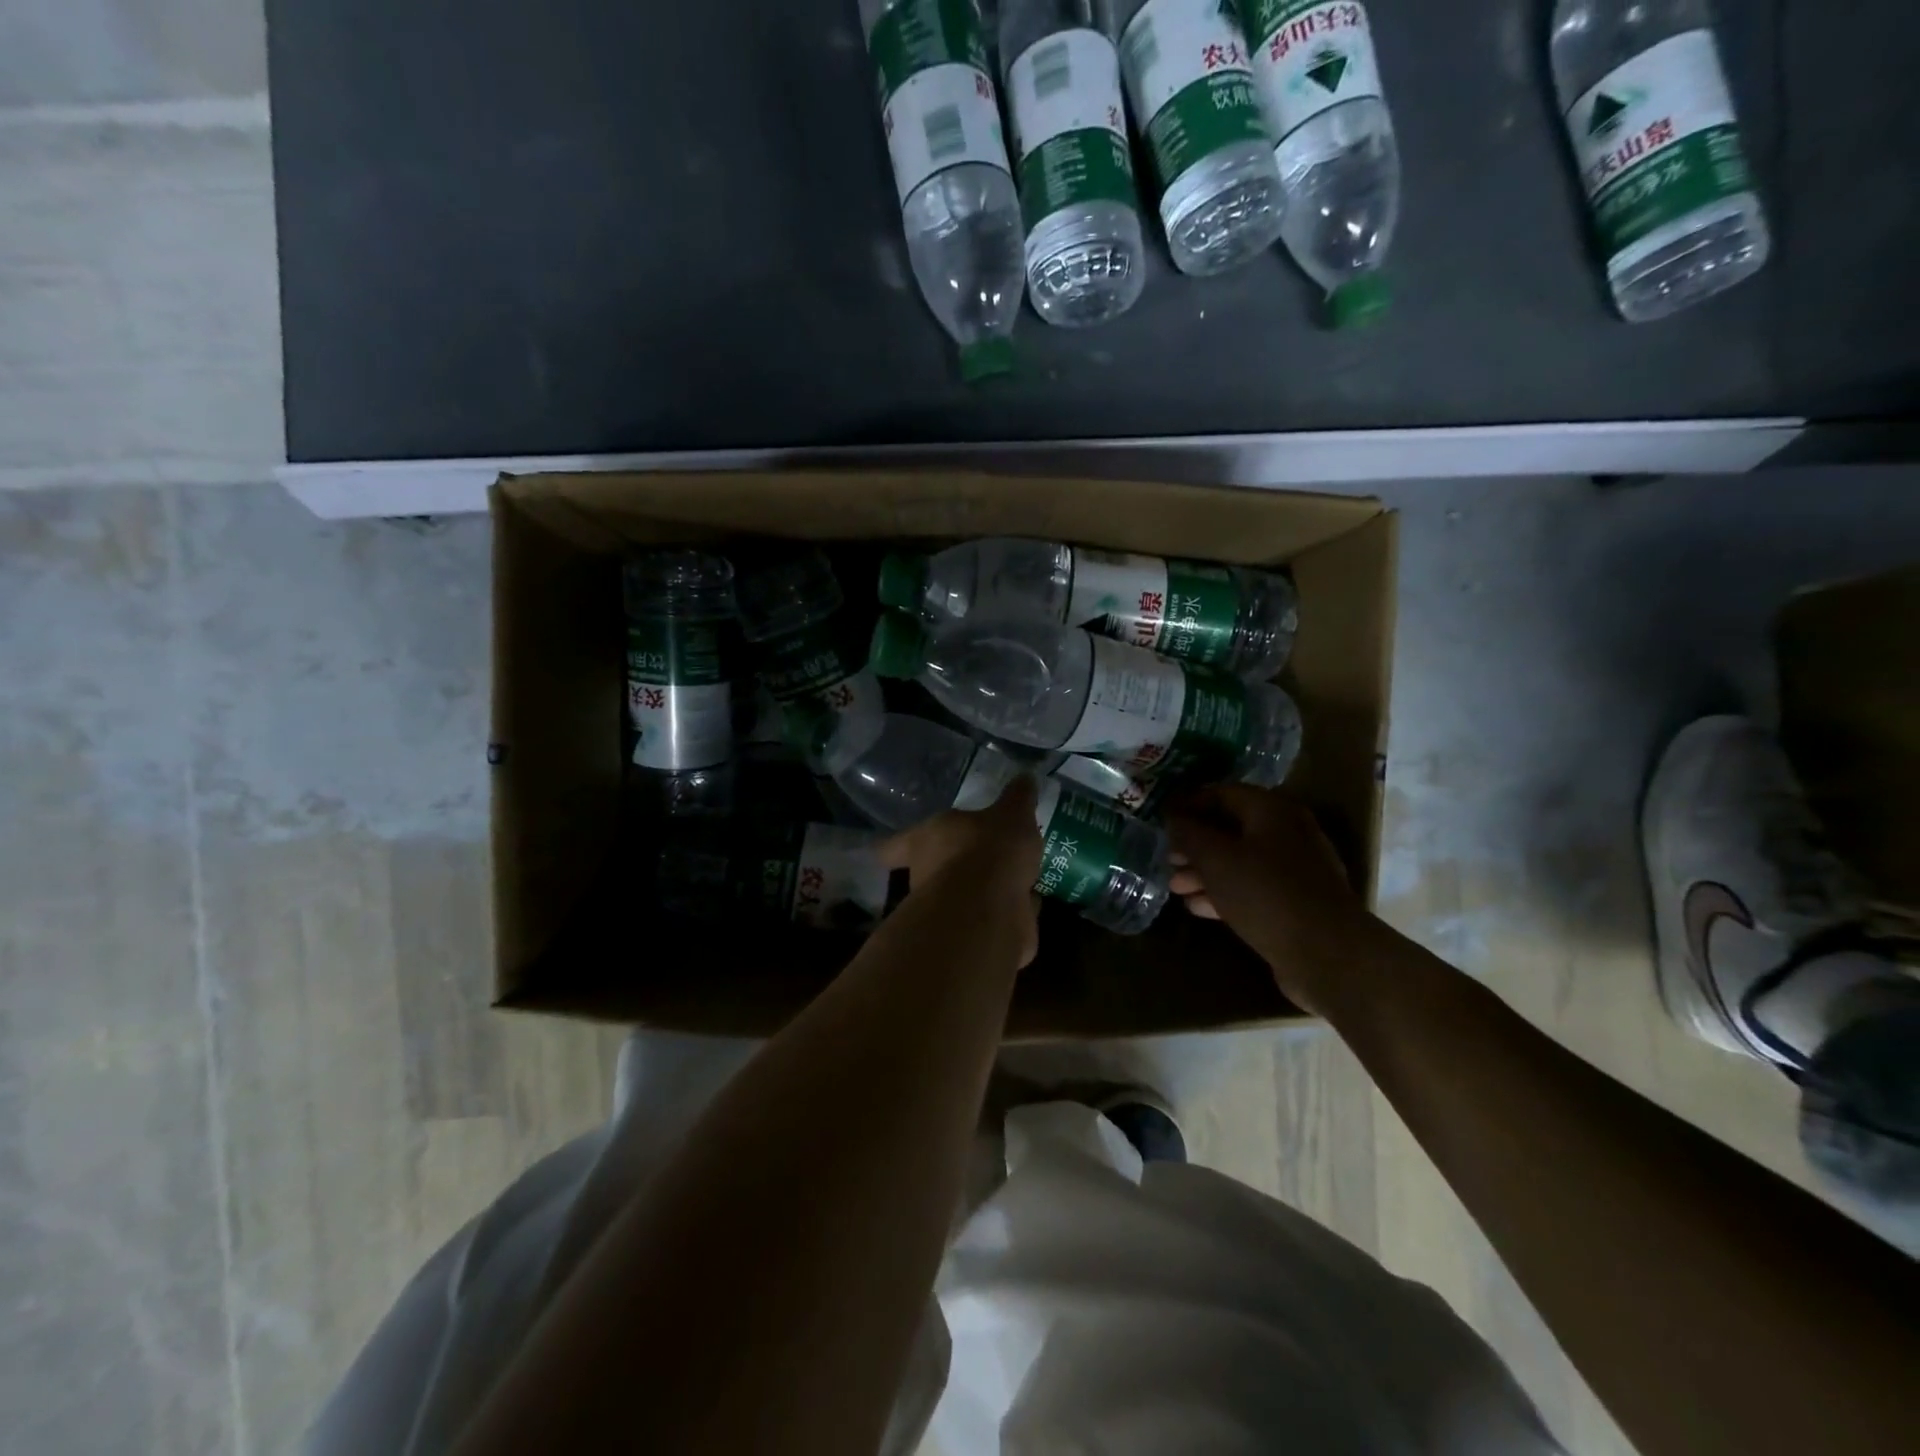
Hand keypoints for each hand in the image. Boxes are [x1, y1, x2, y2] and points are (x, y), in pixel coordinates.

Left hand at [881, 776, 1042, 966]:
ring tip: (1010, 882)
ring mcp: (948, 914)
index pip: (895, 846)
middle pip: (932, 873)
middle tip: (978, 859)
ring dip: (983, 894)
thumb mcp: (1011, 814)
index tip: (887, 853)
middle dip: (954, 869)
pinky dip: (1006, 917)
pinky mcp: (973, 941)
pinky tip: (1025, 910)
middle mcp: (928, 878)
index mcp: (924, 842)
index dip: (893, 849)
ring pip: (963, 900)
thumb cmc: (988, 850)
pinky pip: (990, 923)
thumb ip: (1017, 799)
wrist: (990, 911)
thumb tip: (1025, 777)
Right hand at [1166, 784, 1377, 1014]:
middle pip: (1232, 830)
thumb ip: (1189, 834)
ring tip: (1175, 887)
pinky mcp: (1294, 904)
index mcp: (1272, 811)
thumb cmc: (1265, 892)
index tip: (1163, 818)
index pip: (1223, 793)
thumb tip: (1173, 817)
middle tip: (1167, 858)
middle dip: (1195, 844)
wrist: (1325, 954)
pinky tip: (1197, 907)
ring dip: (1205, 873)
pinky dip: (1224, 894)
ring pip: (1240, 863)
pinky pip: (1252, 890)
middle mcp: (1287, 834)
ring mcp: (1294, 872)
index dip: (1190, 803)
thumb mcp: (1215, 858)